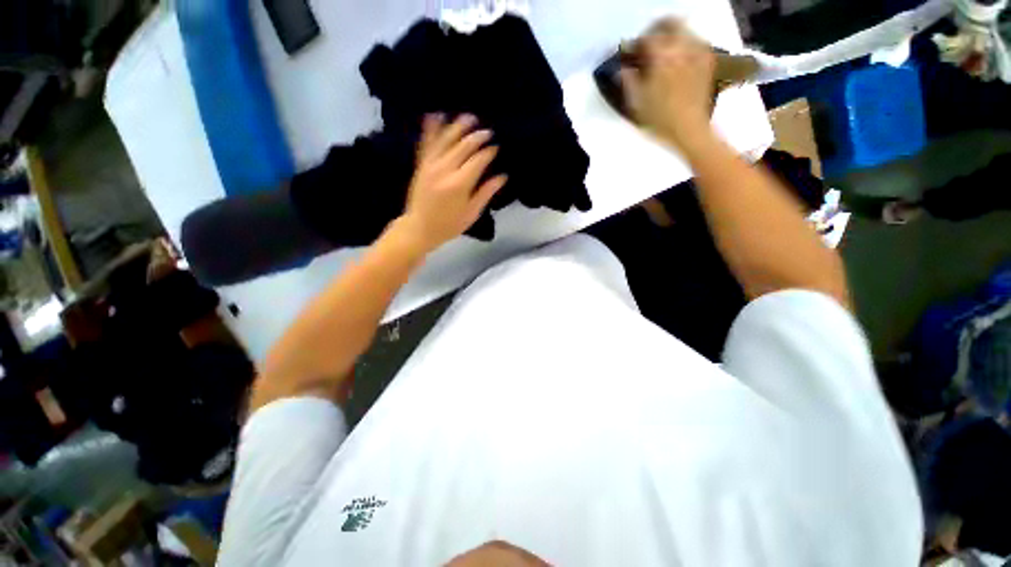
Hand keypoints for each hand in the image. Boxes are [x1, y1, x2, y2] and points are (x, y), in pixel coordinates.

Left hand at [398, 114, 506, 252]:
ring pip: (446, 139)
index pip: (478, 160)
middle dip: (477, 136)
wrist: (420, 228)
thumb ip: (486, 192)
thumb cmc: (449, 225)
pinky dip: (431, 128)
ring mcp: (430, 165)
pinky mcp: (421, 164)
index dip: (488, 151)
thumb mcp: (472, 213)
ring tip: (470, 117)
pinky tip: (436, 114)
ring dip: (458, 126)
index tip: (496, 147)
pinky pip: (426, 142)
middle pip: (464, 146)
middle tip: (488, 131)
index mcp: (460, 184)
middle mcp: (445, 170)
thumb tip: (502, 176)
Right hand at [621, 18, 716, 151]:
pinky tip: (678, 61)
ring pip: (683, 30)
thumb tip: (621, 69)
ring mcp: (697, 52)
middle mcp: (681, 47)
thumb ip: (628, 81)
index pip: (646, 39)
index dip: (635, 45)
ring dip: (671, 38)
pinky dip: (684, 46)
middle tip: (647, 47)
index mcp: (661, 57)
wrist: (689, 130)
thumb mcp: (637, 104)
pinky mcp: (707, 61)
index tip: (630, 55)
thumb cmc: (659, 120)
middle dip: (655, 31)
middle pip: (668, 24)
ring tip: (662, 54)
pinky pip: (695, 43)